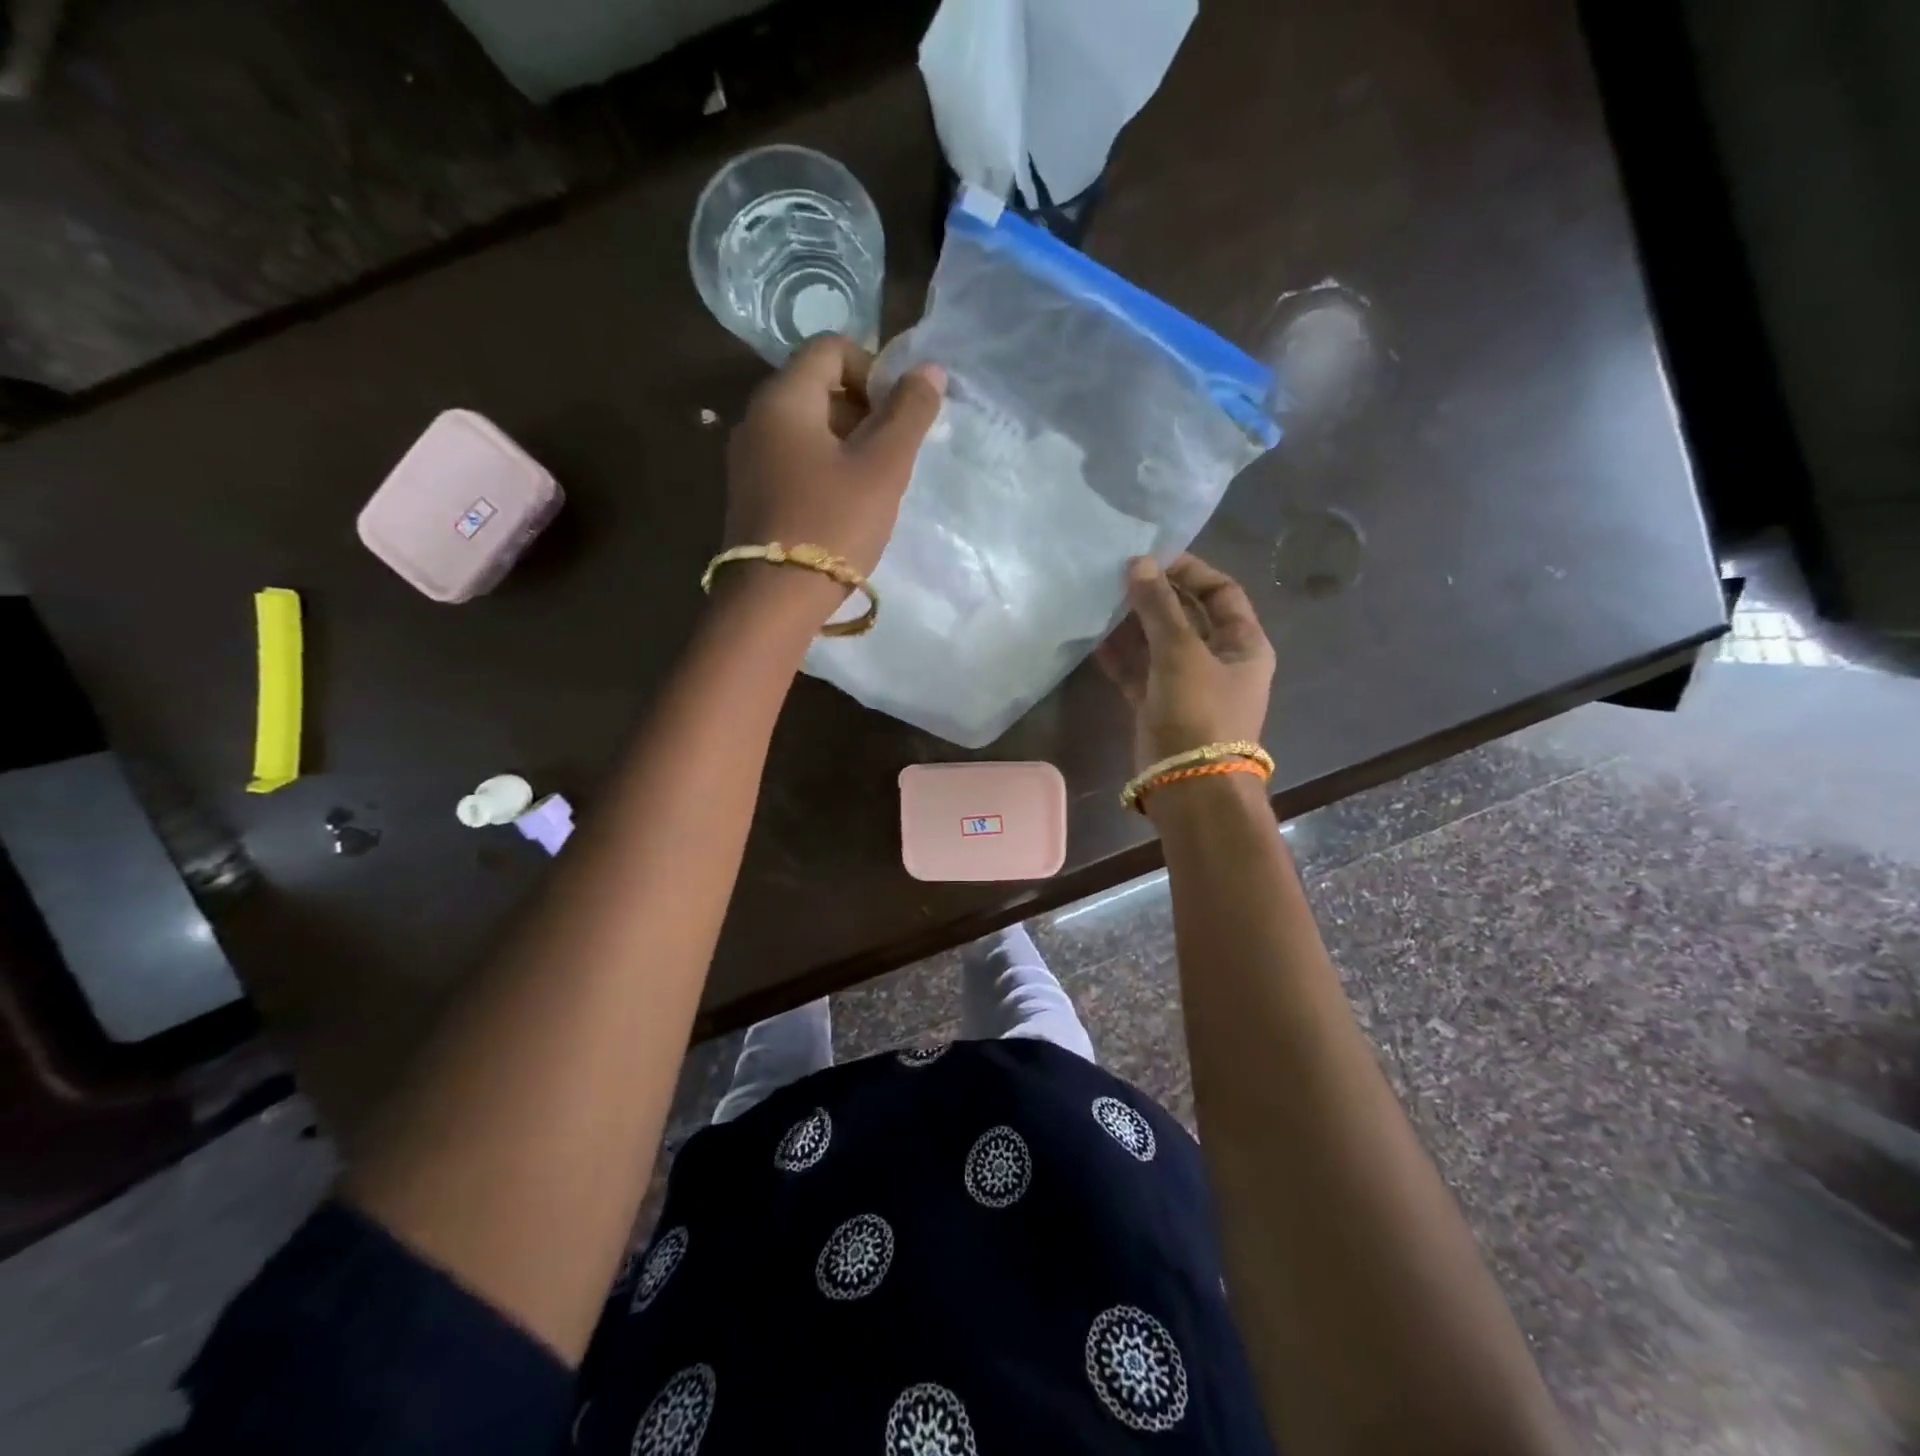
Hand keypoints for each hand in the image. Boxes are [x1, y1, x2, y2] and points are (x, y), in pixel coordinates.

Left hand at [724, 335, 945, 588]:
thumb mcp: (882, 468)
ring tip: (874, 486)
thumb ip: (908, 413)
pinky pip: (794, 460)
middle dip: (864, 410)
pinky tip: (845, 507)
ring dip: (848, 443)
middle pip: (817, 386)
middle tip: (892, 454)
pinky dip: (825, 468)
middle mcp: (756, 418)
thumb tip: (928, 370)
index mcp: (783, 398)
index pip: (831, 347)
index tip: (898, 415)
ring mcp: (748, 459)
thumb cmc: (832, 525)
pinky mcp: (751, 495)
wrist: (773, 602)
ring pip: (807, 428)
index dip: (874, 369)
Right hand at [1095, 554, 1275, 771]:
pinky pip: (1139, 671)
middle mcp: (1219, 660)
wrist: (1190, 786)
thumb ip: (1158, 607)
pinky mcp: (1158, 706)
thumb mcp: (1181, 653)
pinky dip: (1120, 656)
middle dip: (1155, 596)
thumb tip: (1138, 563)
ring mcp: (1187, 685)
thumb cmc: (1199, 713)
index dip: (1190, 571)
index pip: (1221, 592)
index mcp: (1244, 644)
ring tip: (1101, 600)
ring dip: (1133, 624)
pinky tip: (1094, 638)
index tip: (1152, 558)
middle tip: (1118, 576)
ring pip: (1158, 644)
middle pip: (1187, 616)